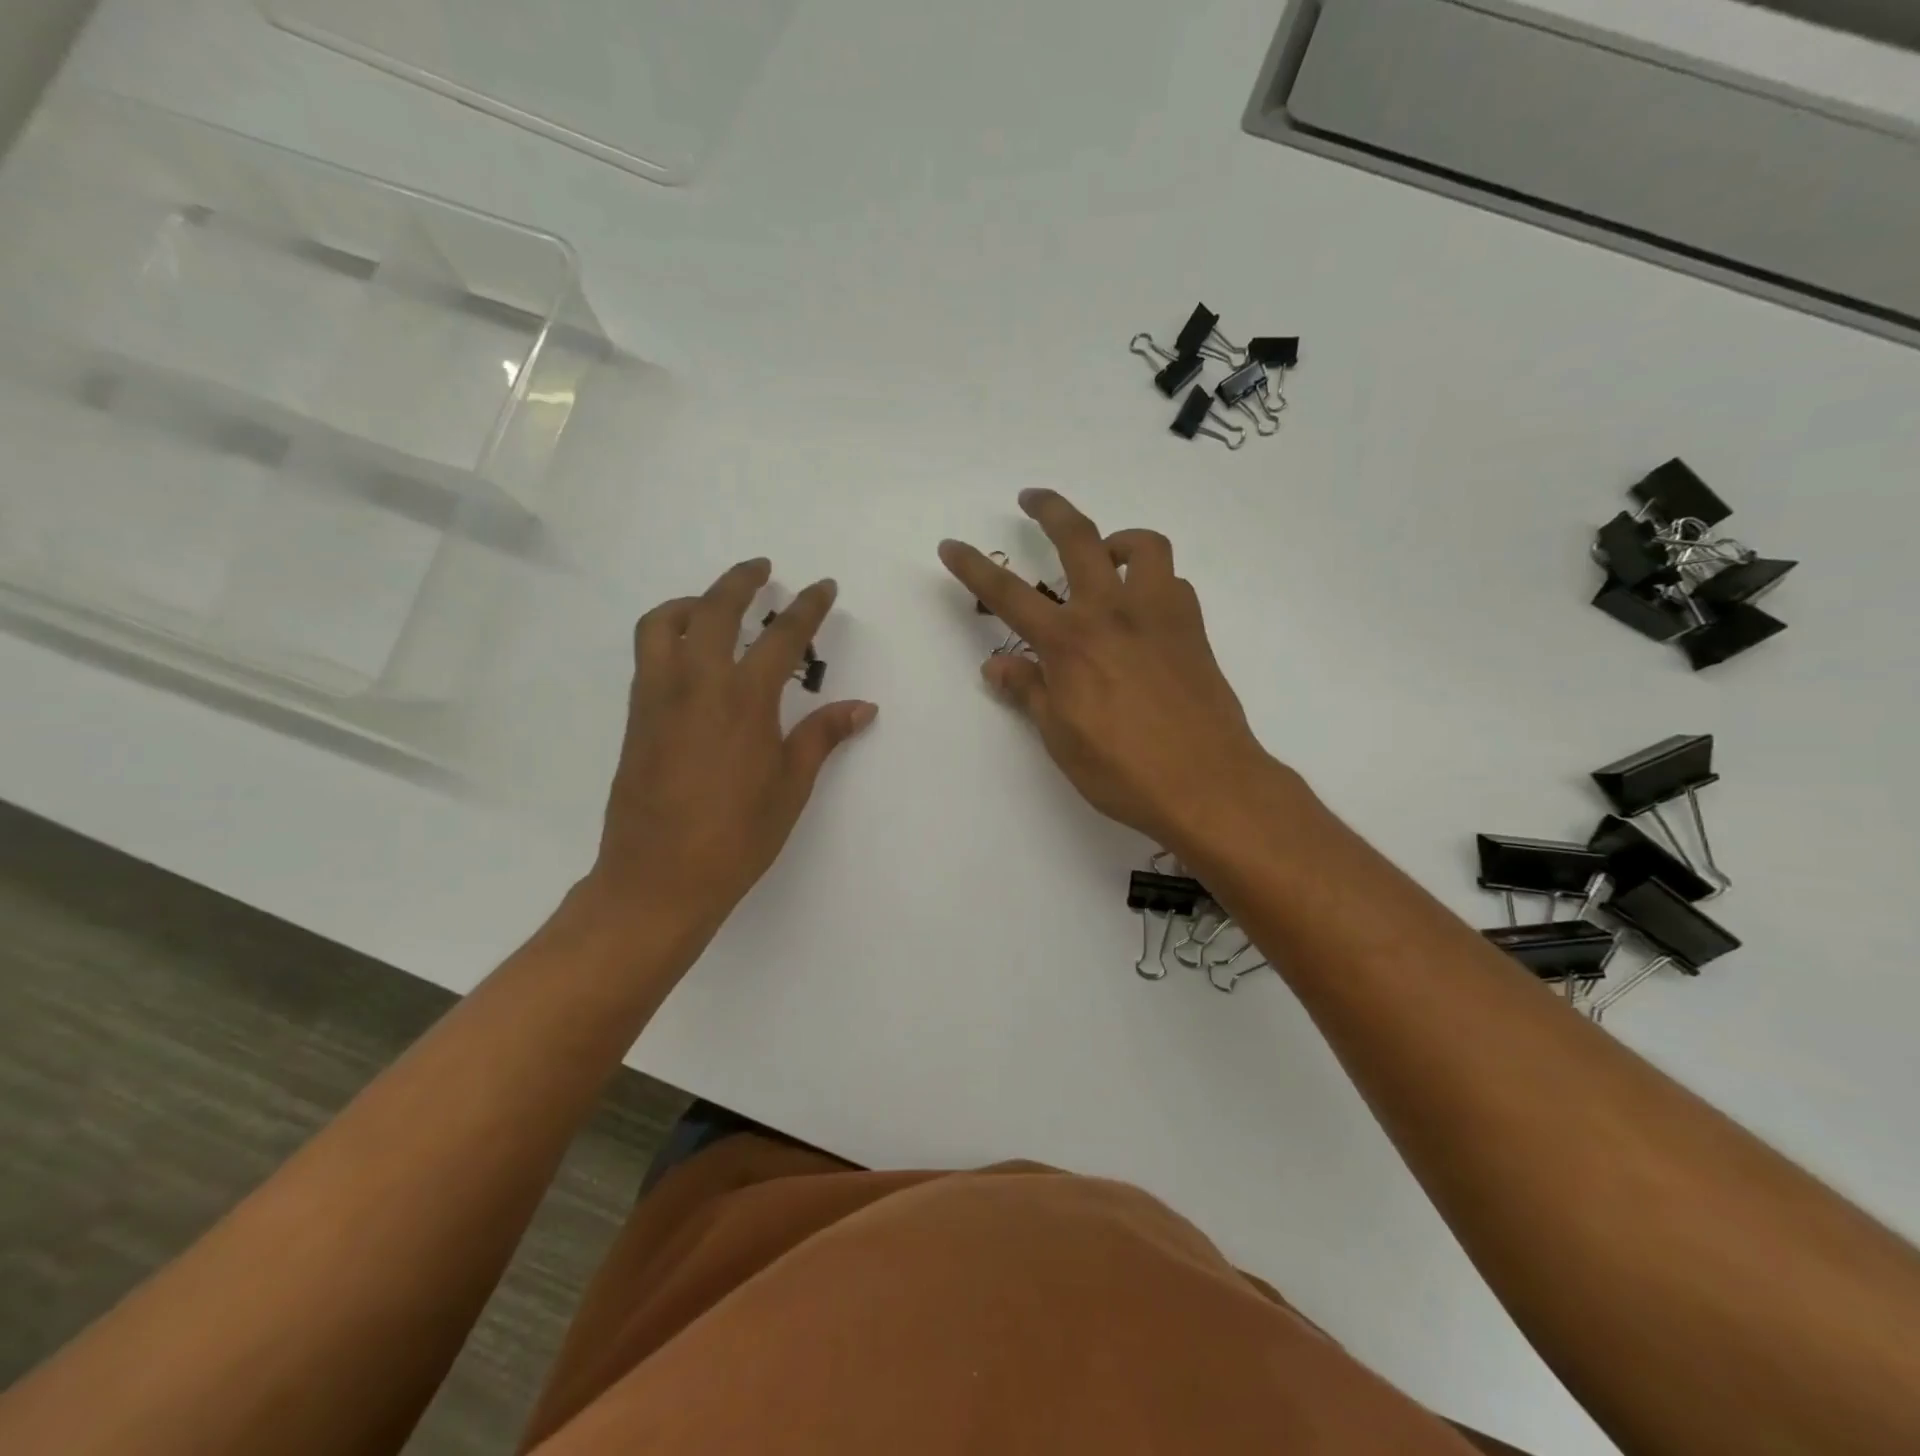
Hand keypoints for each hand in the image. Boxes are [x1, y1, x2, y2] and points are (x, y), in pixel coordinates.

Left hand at [581, 560, 876, 936]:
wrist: (658, 878)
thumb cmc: (737, 836)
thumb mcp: (791, 786)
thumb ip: (823, 736)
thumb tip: (862, 707)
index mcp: (744, 699)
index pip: (782, 636)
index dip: (807, 608)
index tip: (823, 587)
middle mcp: (696, 684)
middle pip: (714, 609)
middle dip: (741, 581)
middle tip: (762, 569)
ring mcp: (657, 697)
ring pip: (663, 623)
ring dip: (692, 600)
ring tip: (713, 604)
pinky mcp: (636, 716)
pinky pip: (648, 654)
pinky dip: (668, 633)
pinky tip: (690, 655)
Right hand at [938, 490, 1282, 852]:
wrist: (1206, 783)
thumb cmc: (1123, 770)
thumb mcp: (1060, 737)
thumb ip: (1029, 692)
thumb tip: (997, 666)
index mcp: (1069, 643)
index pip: (1008, 594)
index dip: (974, 567)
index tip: (951, 545)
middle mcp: (1112, 613)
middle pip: (1078, 539)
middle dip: (1049, 509)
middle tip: (1032, 498)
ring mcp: (1159, 615)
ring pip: (1142, 545)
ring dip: (1118, 539)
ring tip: (1106, 556)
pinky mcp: (1193, 629)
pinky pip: (1173, 583)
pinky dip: (1154, 582)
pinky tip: (1144, 610)